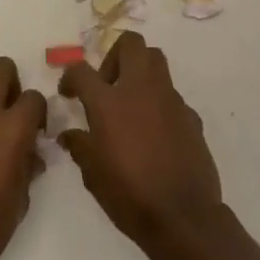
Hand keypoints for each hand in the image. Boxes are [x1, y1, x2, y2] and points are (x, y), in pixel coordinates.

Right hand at [57, 32, 223, 251]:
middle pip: (130, 44)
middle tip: (106, 85)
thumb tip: (70, 135)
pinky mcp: (190, 114)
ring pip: (156, 60)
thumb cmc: (129, 195)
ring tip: (129, 102)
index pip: (82, 70)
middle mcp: (141, 90)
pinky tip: (153, 131)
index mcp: (109, 102)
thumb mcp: (92, 174)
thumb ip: (79, 146)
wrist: (183, 215)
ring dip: (139, 70)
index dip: (70, 77)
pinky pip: (171, 95)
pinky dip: (158, 102)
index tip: (69, 93)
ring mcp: (170, 99)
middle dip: (113, 55)